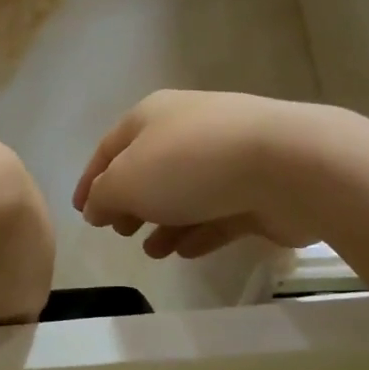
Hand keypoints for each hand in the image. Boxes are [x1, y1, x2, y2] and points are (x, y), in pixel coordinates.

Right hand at [74, 91, 327, 258]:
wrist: (287, 165)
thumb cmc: (189, 165)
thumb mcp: (126, 181)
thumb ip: (103, 197)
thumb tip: (95, 207)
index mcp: (151, 116)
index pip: (109, 148)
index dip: (90, 180)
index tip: (81, 212)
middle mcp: (187, 130)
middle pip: (148, 169)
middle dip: (130, 202)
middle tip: (119, 231)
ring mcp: (226, 158)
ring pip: (184, 194)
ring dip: (163, 222)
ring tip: (150, 250)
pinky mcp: (257, 189)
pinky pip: (217, 213)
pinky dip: (197, 231)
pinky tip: (183, 252)